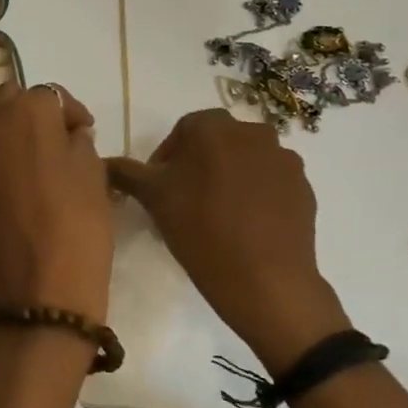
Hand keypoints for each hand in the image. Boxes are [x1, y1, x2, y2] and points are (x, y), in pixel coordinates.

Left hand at [0, 82, 112, 327]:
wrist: (34, 293)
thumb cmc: (76, 230)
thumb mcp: (94, 175)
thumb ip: (77, 141)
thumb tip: (66, 132)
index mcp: (31, 111)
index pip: (50, 96)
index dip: (69, 114)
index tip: (79, 132)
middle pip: (8, 98)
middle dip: (28, 114)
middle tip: (46, 144)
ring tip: (6, 147)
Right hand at [107, 109, 349, 371]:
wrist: (267, 281)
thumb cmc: (201, 230)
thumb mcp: (152, 198)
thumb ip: (125, 172)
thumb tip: (103, 161)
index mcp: (214, 126)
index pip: (183, 130)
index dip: (167, 158)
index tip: (160, 189)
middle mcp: (253, 132)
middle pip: (217, 143)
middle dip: (199, 165)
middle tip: (184, 201)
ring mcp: (284, 159)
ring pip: (245, 161)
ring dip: (229, 178)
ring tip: (216, 215)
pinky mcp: (304, 188)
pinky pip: (270, 182)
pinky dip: (256, 195)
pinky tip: (244, 226)